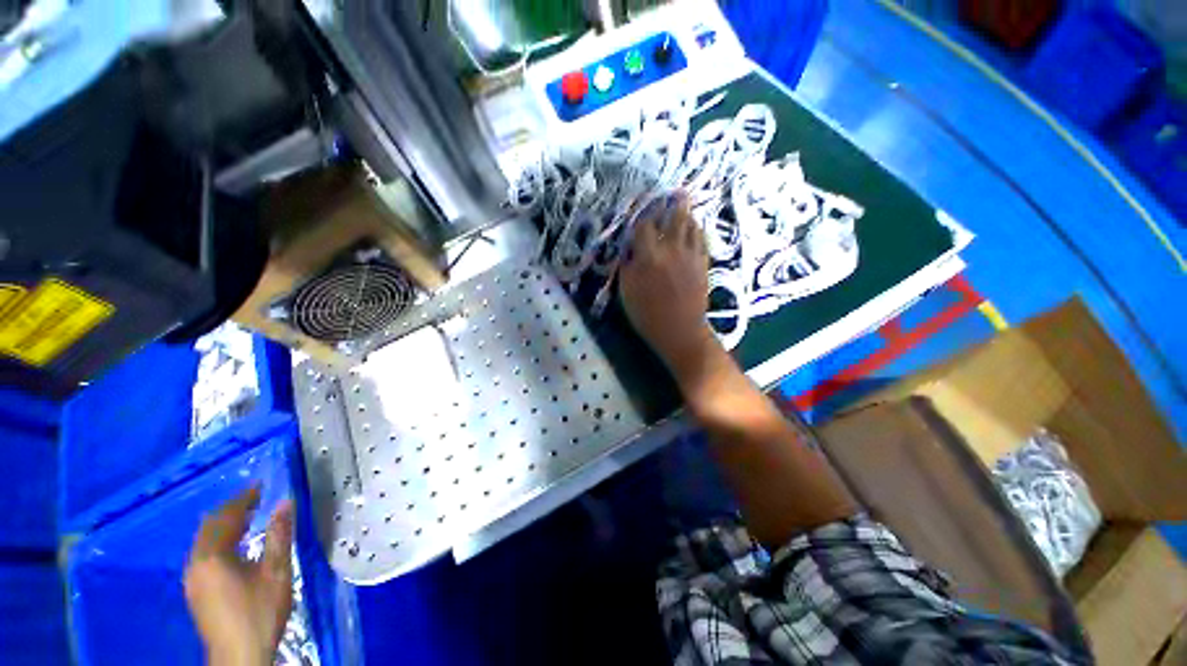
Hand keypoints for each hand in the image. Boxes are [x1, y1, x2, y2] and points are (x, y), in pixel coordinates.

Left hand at [185, 487, 293, 665]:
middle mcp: (195, 563)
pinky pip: (203, 552)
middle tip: (255, 498)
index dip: (243, 499)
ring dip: (224, 524)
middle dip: (231, 509)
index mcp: (212, 556)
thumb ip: (278, 535)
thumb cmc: (259, 611)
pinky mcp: (195, 590)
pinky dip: (219, 539)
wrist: (238, 655)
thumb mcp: (276, 572)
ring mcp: (192, 578)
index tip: (261, 485)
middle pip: (209, 526)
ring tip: (247, 517)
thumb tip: (285, 502)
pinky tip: (234, 545)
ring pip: (204, 540)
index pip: (225, 517)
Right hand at [619, 192, 717, 378]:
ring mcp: (690, 255)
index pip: (643, 225)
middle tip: (671, 190)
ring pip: (690, 225)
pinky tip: (695, 226)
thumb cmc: (647, 314)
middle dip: (670, 202)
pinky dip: (697, 229)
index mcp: (648, 256)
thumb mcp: (626, 292)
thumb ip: (627, 265)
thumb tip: (630, 248)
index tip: (639, 208)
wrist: (680, 331)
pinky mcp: (702, 263)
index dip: (640, 214)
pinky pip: (701, 239)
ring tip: (683, 201)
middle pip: (672, 217)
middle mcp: (671, 249)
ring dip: (686, 212)